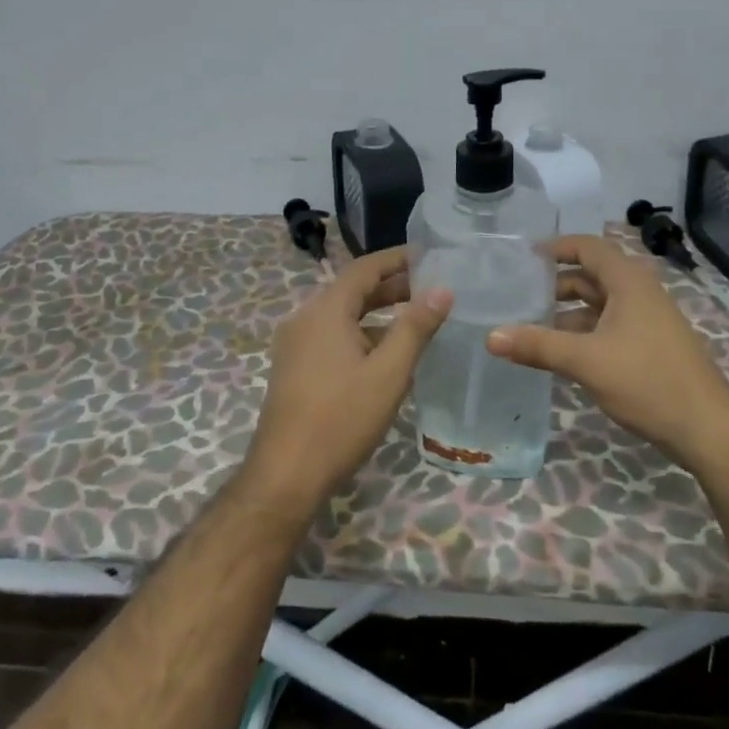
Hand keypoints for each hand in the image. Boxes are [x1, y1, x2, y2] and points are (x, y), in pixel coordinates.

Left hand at [239, 247, 452, 517]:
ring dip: (377, 313)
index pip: (364, 268)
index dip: (397, 259)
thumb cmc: (341, 418)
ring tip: (415, 319)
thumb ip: (415, 328)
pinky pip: (331, 336)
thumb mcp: (388, 372)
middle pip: (351, 290)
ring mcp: (296, 344)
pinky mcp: (294, 367)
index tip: (429, 255)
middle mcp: (305, 318)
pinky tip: (385, 355)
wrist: (286, 473)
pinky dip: (360, 334)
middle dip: (391, 286)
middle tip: (430, 288)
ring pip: (342, 316)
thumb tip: (442, 290)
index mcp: (326, 310)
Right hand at [487, 234, 728, 468]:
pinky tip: (560, 353)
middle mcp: (639, 292)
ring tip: (530, 327)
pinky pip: (608, 326)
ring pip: (599, 304)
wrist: (707, 428)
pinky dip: (583, 332)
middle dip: (555, 284)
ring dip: (567, 313)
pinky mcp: (649, 344)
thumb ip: (537, 345)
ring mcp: (647, 319)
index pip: (587, 247)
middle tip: (517, 296)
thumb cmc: (647, 381)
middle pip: (590, 275)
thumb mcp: (586, 361)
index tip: (523, 258)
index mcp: (628, 281)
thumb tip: (491, 336)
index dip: (555, 247)